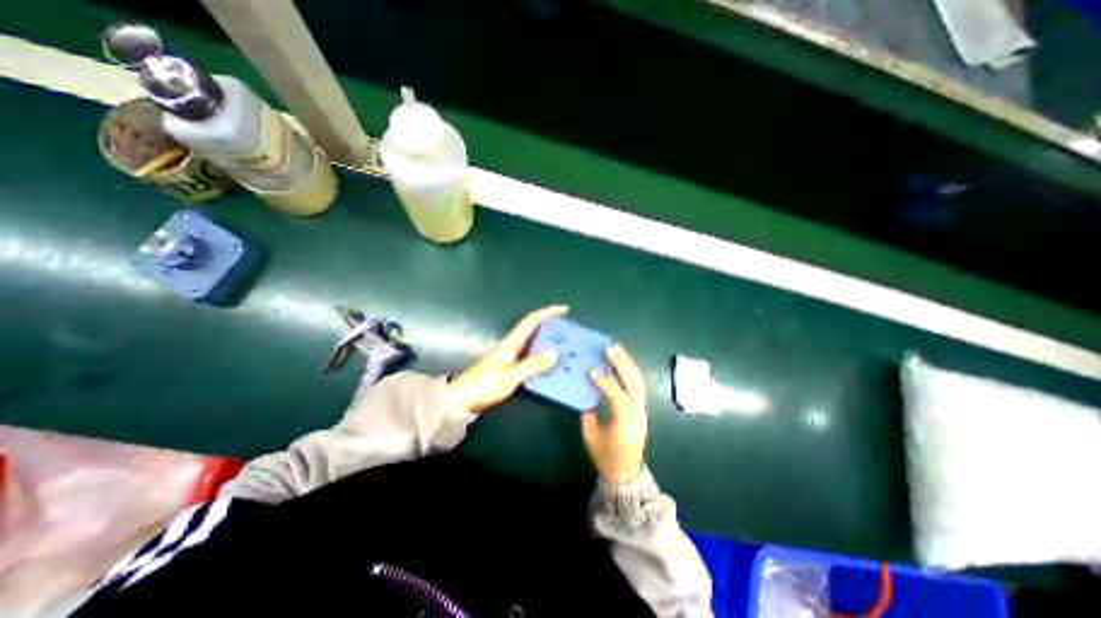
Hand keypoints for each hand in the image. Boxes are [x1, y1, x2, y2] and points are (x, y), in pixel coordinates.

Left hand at [447, 305, 567, 414]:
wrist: (464, 398)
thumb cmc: (485, 384)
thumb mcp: (510, 376)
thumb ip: (532, 365)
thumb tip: (555, 353)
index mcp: (512, 342)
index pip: (531, 320)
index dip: (548, 312)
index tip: (565, 309)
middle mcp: (513, 344)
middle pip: (534, 328)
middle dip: (551, 324)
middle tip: (569, 330)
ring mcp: (511, 354)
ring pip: (533, 341)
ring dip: (548, 339)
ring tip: (565, 345)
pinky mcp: (511, 365)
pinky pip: (531, 354)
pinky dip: (543, 354)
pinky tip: (551, 363)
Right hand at [580, 343, 645, 481]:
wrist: (626, 475)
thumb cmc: (605, 458)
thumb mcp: (591, 437)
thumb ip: (588, 412)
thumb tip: (586, 390)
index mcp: (624, 427)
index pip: (619, 399)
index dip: (606, 384)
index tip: (592, 371)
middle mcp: (638, 416)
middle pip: (635, 386)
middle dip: (623, 365)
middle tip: (610, 349)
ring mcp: (643, 412)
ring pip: (639, 383)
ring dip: (628, 364)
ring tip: (617, 350)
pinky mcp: (642, 409)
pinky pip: (638, 387)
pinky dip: (630, 372)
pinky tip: (622, 362)